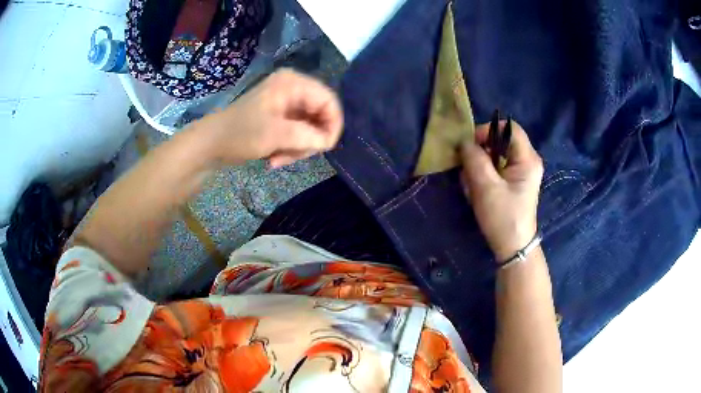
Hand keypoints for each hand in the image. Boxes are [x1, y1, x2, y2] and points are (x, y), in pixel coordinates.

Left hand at [201, 69, 342, 167]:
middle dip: (310, 140)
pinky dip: (291, 148)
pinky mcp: (281, 117)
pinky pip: (298, 133)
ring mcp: (287, 104)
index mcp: (293, 84)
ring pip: (310, 128)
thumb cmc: (240, 133)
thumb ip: (308, 136)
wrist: (211, 144)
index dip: (332, 125)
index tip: (326, 148)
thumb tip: (328, 141)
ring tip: (279, 159)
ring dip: (299, 148)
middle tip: (296, 156)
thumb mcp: (275, 134)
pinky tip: (275, 157)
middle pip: (321, 115)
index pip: (329, 101)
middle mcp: (293, 89)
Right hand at [460, 120, 543, 261]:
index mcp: (528, 159)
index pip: (509, 128)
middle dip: (481, 152)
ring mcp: (522, 172)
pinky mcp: (515, 182)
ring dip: (480, 166)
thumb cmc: (503, 217)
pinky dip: (484, 175)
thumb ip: (474, 159)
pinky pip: (497, 168)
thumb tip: (464, 142)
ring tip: (472, 185)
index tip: (470, 145)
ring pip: (496, 155)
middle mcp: (528, 161)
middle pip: (501, 141)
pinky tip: (478, 191)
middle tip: (469, 169)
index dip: (488, 130)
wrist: (513, 248)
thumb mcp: (486, 187)